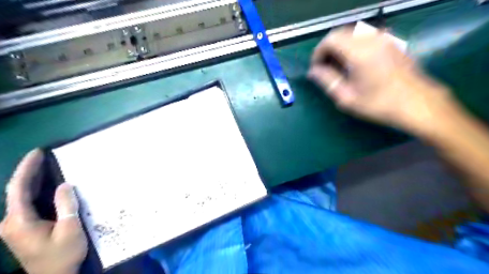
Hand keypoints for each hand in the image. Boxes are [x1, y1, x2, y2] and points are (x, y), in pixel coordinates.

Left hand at [1, 150, 86, 273]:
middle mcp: (11, 222)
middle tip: (43, 156)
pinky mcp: (23, 229)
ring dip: (32, 181)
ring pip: (21, 198)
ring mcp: (15, 226)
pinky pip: (26, 204)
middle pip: (16, 191)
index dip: (26, 169)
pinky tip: (46, 186)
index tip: (37, 153)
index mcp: (19, 221)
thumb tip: (65, 184)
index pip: (18, 189)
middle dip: (29, 172)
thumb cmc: (62, 254)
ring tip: (46, 166)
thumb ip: (66, 205)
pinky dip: (35, 192)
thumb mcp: (69, 229)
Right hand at [307, 26, 452, 134]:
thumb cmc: (379, 104)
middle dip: (327, 49)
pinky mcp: (390, 41)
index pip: (330, 40)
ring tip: (339, 67)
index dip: (318, 53)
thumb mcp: (347, 97)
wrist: (417, 103)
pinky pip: (364, 37)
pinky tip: (355, 63)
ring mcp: (383, 38)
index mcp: (359, 52)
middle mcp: (371, 39)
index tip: (316, 69)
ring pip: (352, 34)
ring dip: (340, 47)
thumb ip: (327, 81)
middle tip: (325, 69)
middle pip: (340, 33)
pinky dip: (353, 46)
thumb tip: (313, 71)